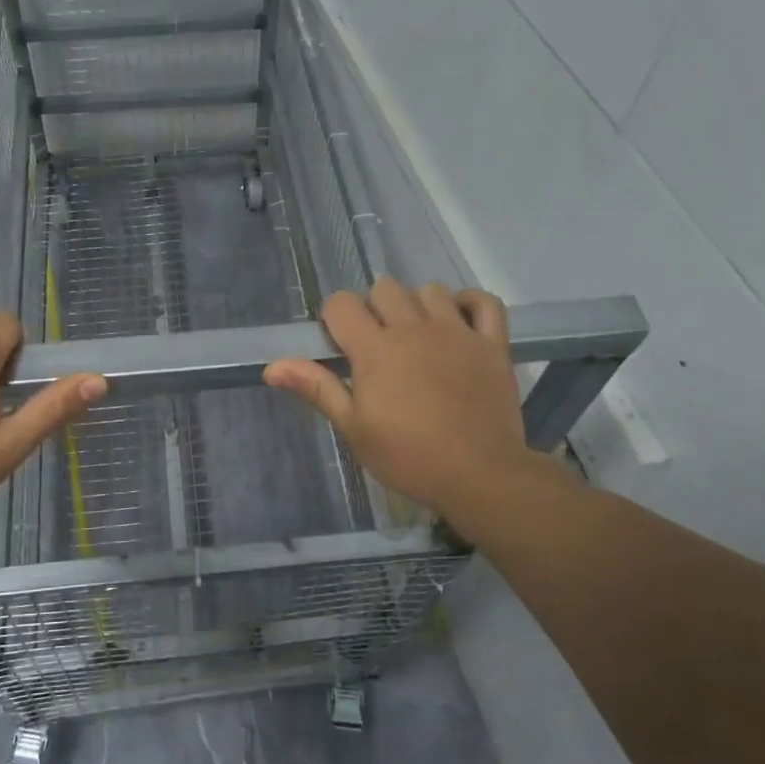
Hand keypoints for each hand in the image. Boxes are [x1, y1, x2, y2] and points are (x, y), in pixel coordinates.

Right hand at [265, 280, 573, 520]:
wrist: (479, 475)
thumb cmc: (407, 457)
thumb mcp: (353, 428)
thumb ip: (317, 388)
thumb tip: (272, 367)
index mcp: (375, 348)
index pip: (341, 304)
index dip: (334, 318)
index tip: (339, 345)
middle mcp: (414, 328)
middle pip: (385, 288)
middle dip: (374, 308)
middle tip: (377, 345)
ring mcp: (457, 332)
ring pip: (430, 290)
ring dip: (417, 305)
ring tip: (417, 336)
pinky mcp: (492, 344)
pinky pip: (484, 302)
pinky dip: (470, 303)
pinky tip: (460, 319)